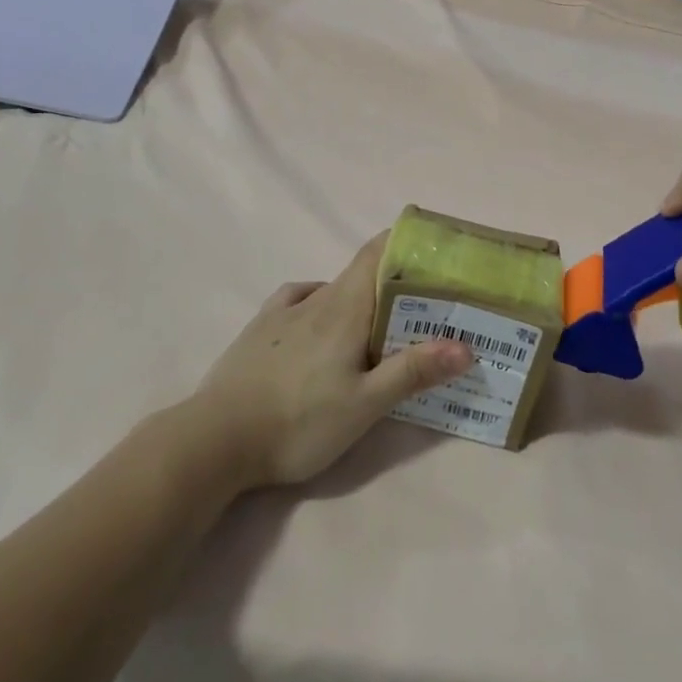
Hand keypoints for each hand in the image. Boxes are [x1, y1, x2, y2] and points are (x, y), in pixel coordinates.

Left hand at [192, 234, 473, 487]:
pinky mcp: (260, 330)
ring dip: (360, 295)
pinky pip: (299, 300)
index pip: (377, 253)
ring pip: (332, 289)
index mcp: (344, 309)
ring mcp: (283, 312)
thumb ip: (413, 371)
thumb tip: (466, 344)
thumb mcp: (365, 405)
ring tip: (381, 319)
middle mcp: (315, 299)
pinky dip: (322, 301)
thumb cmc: (298, 421)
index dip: (405, 242)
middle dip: (394, 278)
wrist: (216, 440)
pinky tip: (321, 318)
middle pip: (360, 273)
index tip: (434, 247)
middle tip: (426, 300)